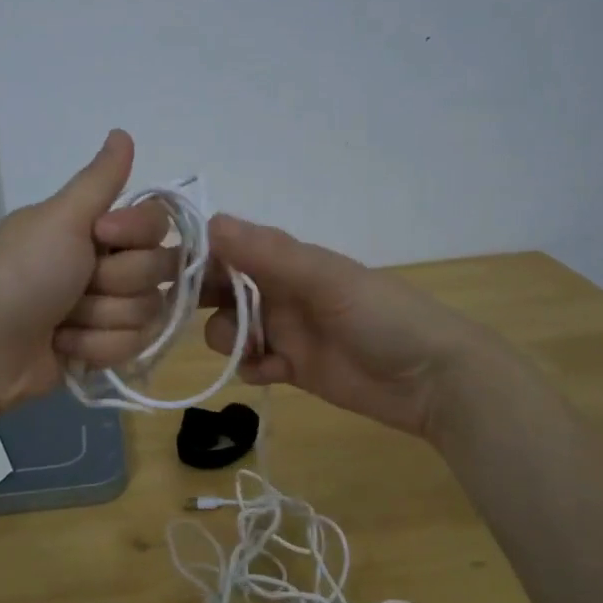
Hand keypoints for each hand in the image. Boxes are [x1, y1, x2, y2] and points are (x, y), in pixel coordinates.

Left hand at [0, 130, 178, 414]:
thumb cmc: (23, 274)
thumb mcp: (60, 218)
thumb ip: (100, 179)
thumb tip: (122, 131)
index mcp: (97, 227)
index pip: (158, 222)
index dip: (137, 232)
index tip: (101, 236)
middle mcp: (108, 262)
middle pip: (159, 269)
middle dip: (115, 282)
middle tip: (76, 286)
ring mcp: (109, 307)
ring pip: (149, 311)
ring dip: (101, 318)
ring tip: (63, 320)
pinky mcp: (107, 346)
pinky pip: (135, 345)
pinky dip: (96, 346)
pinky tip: (64, 344)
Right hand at [200, 215, 480, 437]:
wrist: (432, 380)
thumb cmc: (382, 317)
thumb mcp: (326, 280)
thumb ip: (269, 254)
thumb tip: (209, 223)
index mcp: (286, 260)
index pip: (227, 247)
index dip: (197, 257)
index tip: (169, 273)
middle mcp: (279, 290)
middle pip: (221, 288)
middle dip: (202, 298)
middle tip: (184, 315)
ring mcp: (285, 329)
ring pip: (230, 327)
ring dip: (229, 337)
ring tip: (254, 349)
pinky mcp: (292, 367)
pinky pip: (252, 363)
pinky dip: (252, 367)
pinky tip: (273, 371)